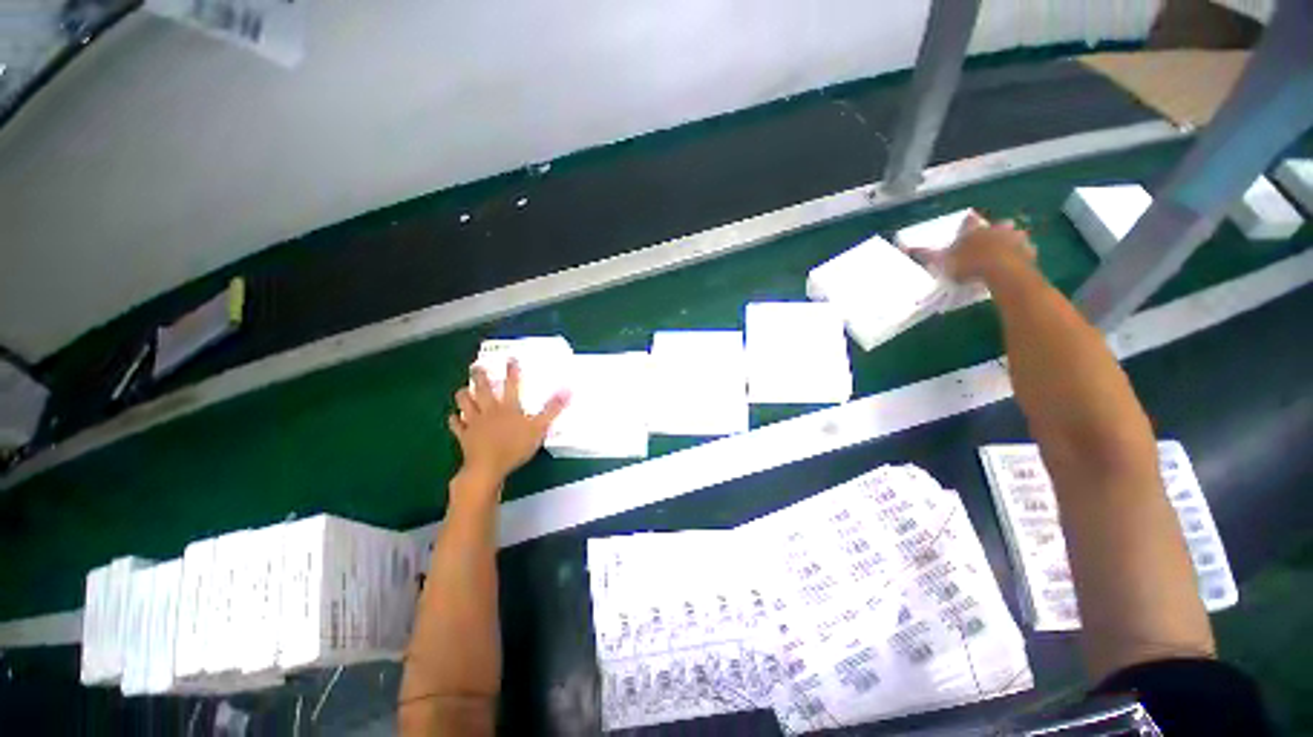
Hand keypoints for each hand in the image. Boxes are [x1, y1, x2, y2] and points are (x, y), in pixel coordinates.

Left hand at [449, 360, 568, 488]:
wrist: (488, 467)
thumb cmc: (515, 446)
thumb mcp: (539, 427)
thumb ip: (552, 409)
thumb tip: (568, 390)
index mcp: (508, 407)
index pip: (512, 385)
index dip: (512, 371)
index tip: (510, 358)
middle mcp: (489, 410)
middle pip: (483, 390)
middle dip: (480, 377)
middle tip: (476, 367)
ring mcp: (474, 423)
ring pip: (465, 404)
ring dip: (463, 395)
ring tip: (463, 388)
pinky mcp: (464, 436)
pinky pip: (457, 426)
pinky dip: (454, 420)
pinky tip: (453, 417)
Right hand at [907, 212, 1035, 283]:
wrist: (1003, 272)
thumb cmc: (970, 264)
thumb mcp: (943, 261)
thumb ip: (927, 254)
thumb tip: (906, 248)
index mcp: (974, 230)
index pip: (969, 222)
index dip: (967, 223)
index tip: (967, 223)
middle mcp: (996, 229)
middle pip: (997, 225)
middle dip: (995, 231)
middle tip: (991, 239)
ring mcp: (1016, 239)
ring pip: (1014, 236)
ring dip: (1011, 241)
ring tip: (1005, 252)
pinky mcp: (1030, 252)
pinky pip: (1026, 251)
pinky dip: (1022, 255)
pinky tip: (1017, 263)